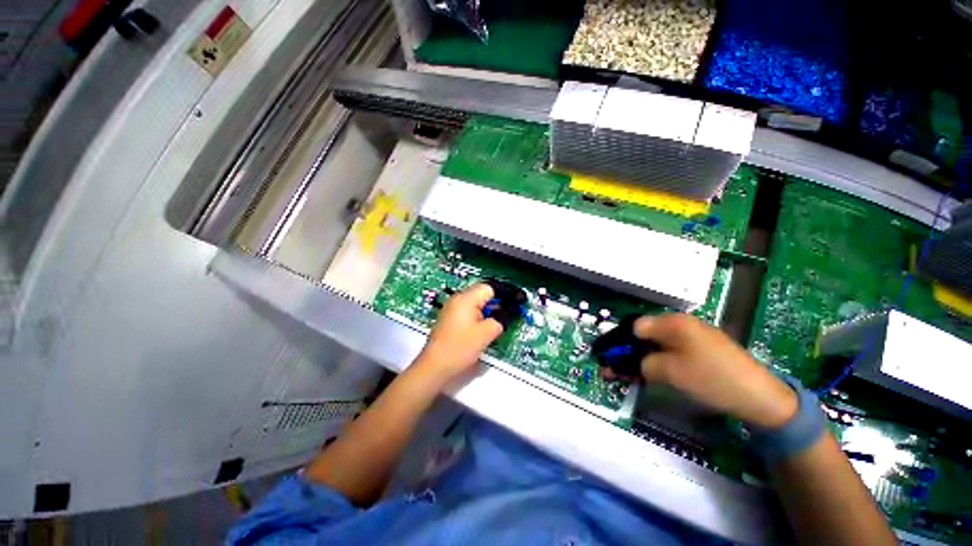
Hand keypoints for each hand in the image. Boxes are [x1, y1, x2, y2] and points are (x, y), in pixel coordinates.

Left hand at [411, 283, 503, 387]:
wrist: (436, 365)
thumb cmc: (460, 347)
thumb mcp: (487, 333)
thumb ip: (499, 320)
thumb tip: (503, 315)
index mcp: (466, 298)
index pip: (489, 287)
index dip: (503, 294)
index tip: (513, 303)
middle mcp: (456, 299)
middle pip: (481, 293)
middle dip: (495, 302)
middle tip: (506, 313)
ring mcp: (451, 308)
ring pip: (474, 302)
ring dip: (486, 309)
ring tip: (495, 322)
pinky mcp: (448, 318)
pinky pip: (467, 310)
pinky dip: (477, 315)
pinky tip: (482, 328)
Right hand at [632, 314, 797, 428]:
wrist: (760, 396)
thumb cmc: (711, 378)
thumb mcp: (670, 372)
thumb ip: (642, 364)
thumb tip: (626, 364)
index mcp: (673, 322)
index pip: (635, 326)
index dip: (621, 343)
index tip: (613, 360)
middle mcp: (681, 323)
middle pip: (645, 334)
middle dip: (629, 352)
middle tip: (618, 371)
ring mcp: (693, 335)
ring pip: (657, 343)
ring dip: (642, 358)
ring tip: (633, 376)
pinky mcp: (701, 347)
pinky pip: (672, 350)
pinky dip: (659, 360)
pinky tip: (655, 373)